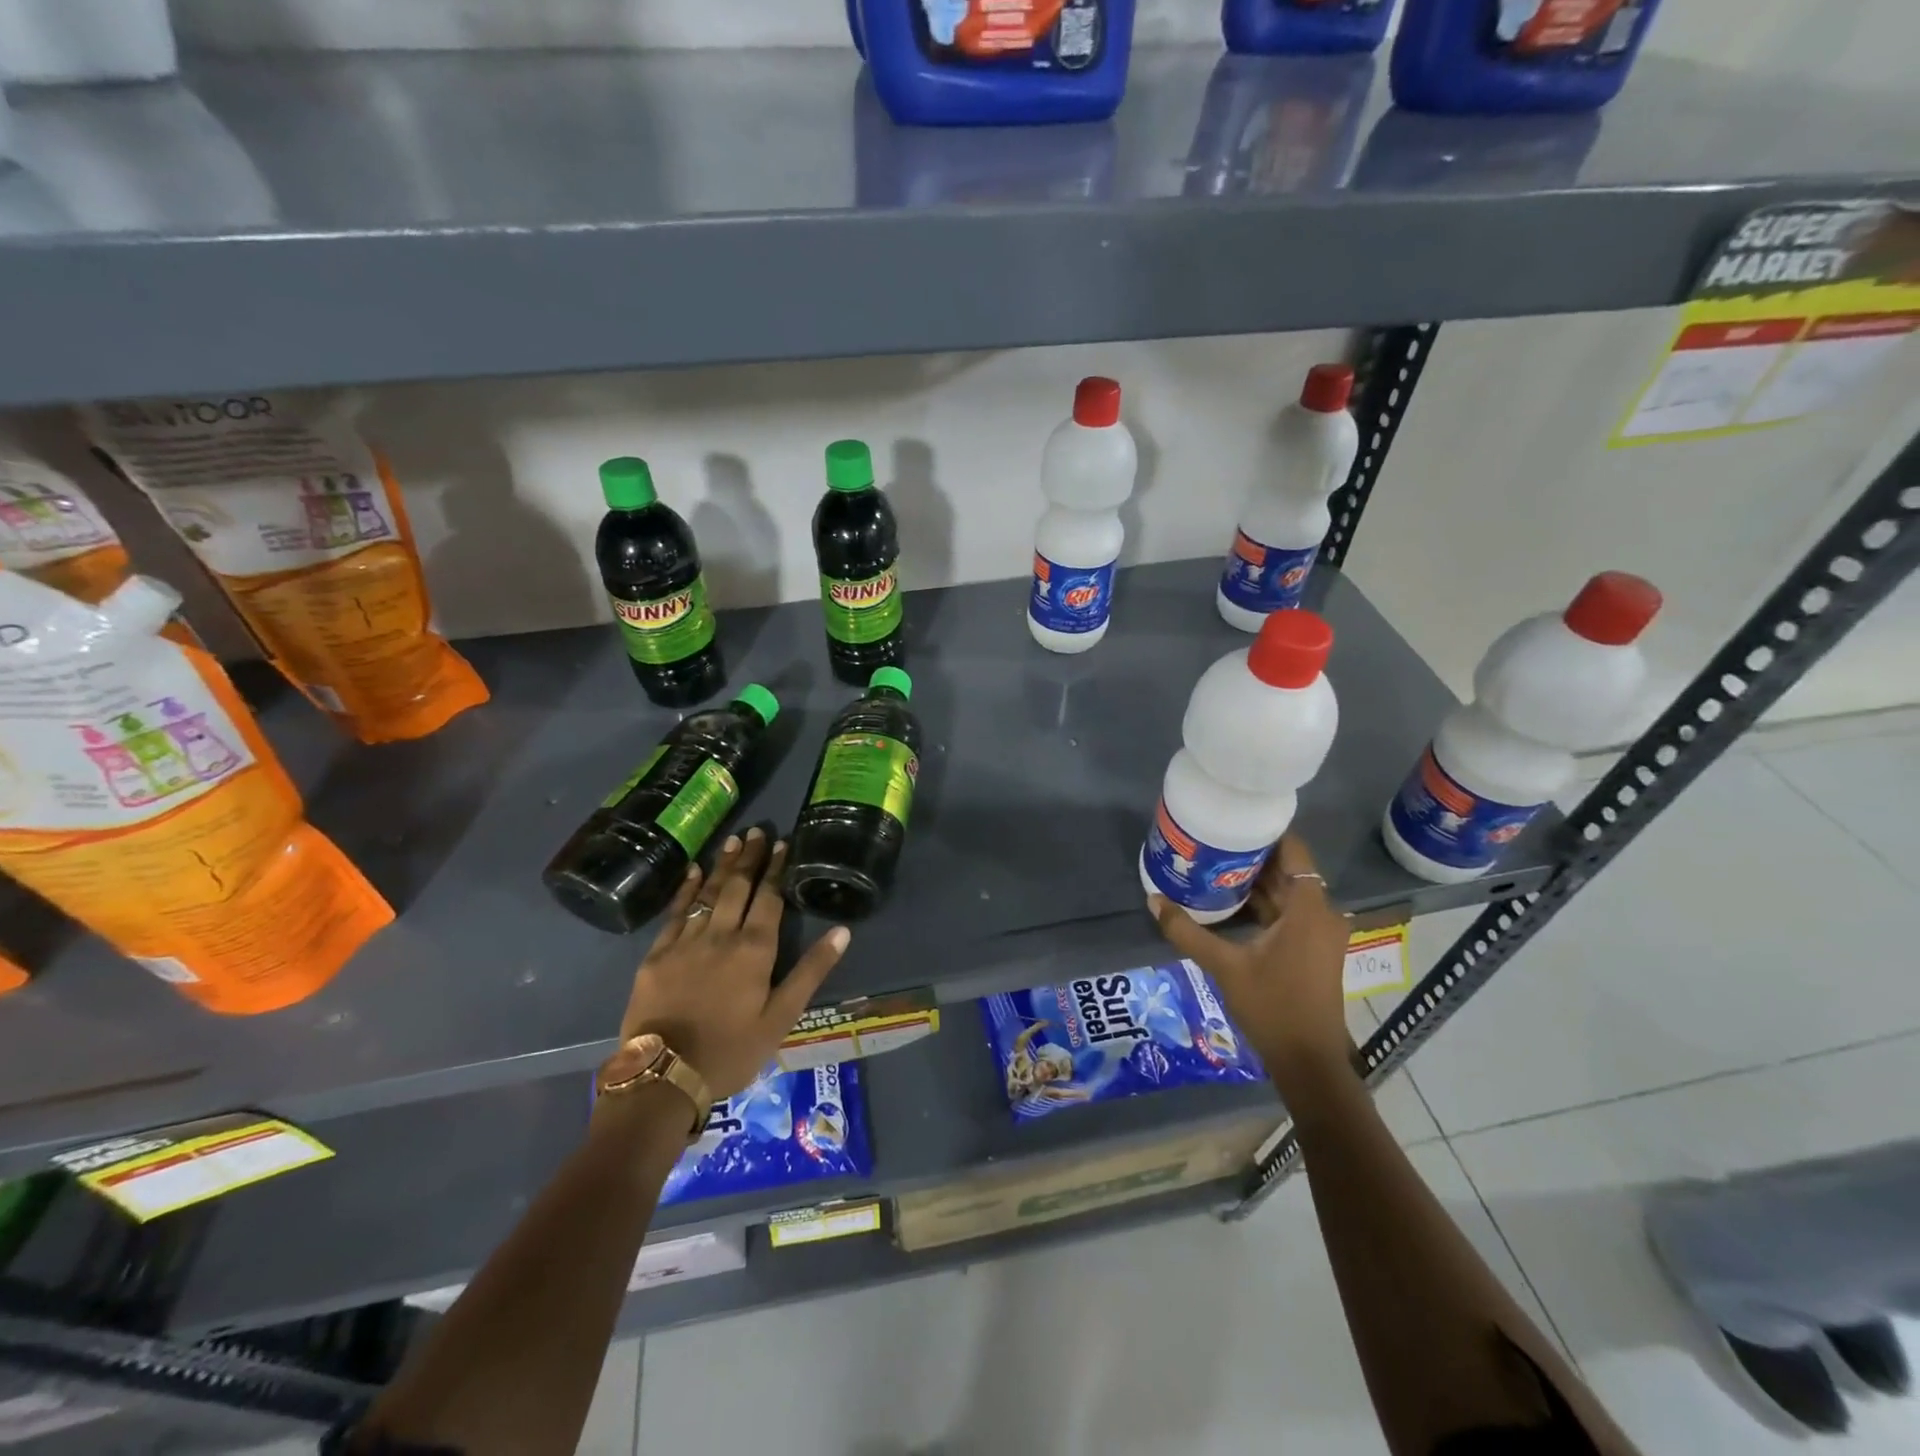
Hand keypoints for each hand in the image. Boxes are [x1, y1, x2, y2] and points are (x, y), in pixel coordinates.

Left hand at [618, 828, 850, 1100]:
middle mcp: (721, 935)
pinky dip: (685, 889)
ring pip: (708, 893)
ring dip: (722, 865)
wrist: (664, 1076)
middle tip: (757, 831)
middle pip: (738, 887)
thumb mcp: (782, 1017)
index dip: (776, 869)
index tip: (782, 843)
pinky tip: (693, 872)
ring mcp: (685, 942)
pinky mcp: (656, 955)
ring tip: (733, 840)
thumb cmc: (732, 1051)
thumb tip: (842, 931)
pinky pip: (674, 913)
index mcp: (755, 950)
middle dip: (750, 858)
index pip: (769, 898)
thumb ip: (811, 971)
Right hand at [1147, 834, 1353, 1092]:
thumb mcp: (1224, 966)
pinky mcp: (1312, 949)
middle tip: (1213, 840)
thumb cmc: (1273, 1007)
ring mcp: (1319, 933)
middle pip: (1288, 869)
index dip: (1266, 831)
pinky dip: (1263, 903)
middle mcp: (1321, 913)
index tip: (1233, 818)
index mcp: (1309, 909)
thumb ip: (1188, 932)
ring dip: (1255, 880)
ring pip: (1287, 892)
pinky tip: (1228, 901)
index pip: (1293, 850)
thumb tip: (1153, 900)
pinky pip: (1288, 912)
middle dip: (1252, 855)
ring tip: (1214, 865)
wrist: (1309, 1062)